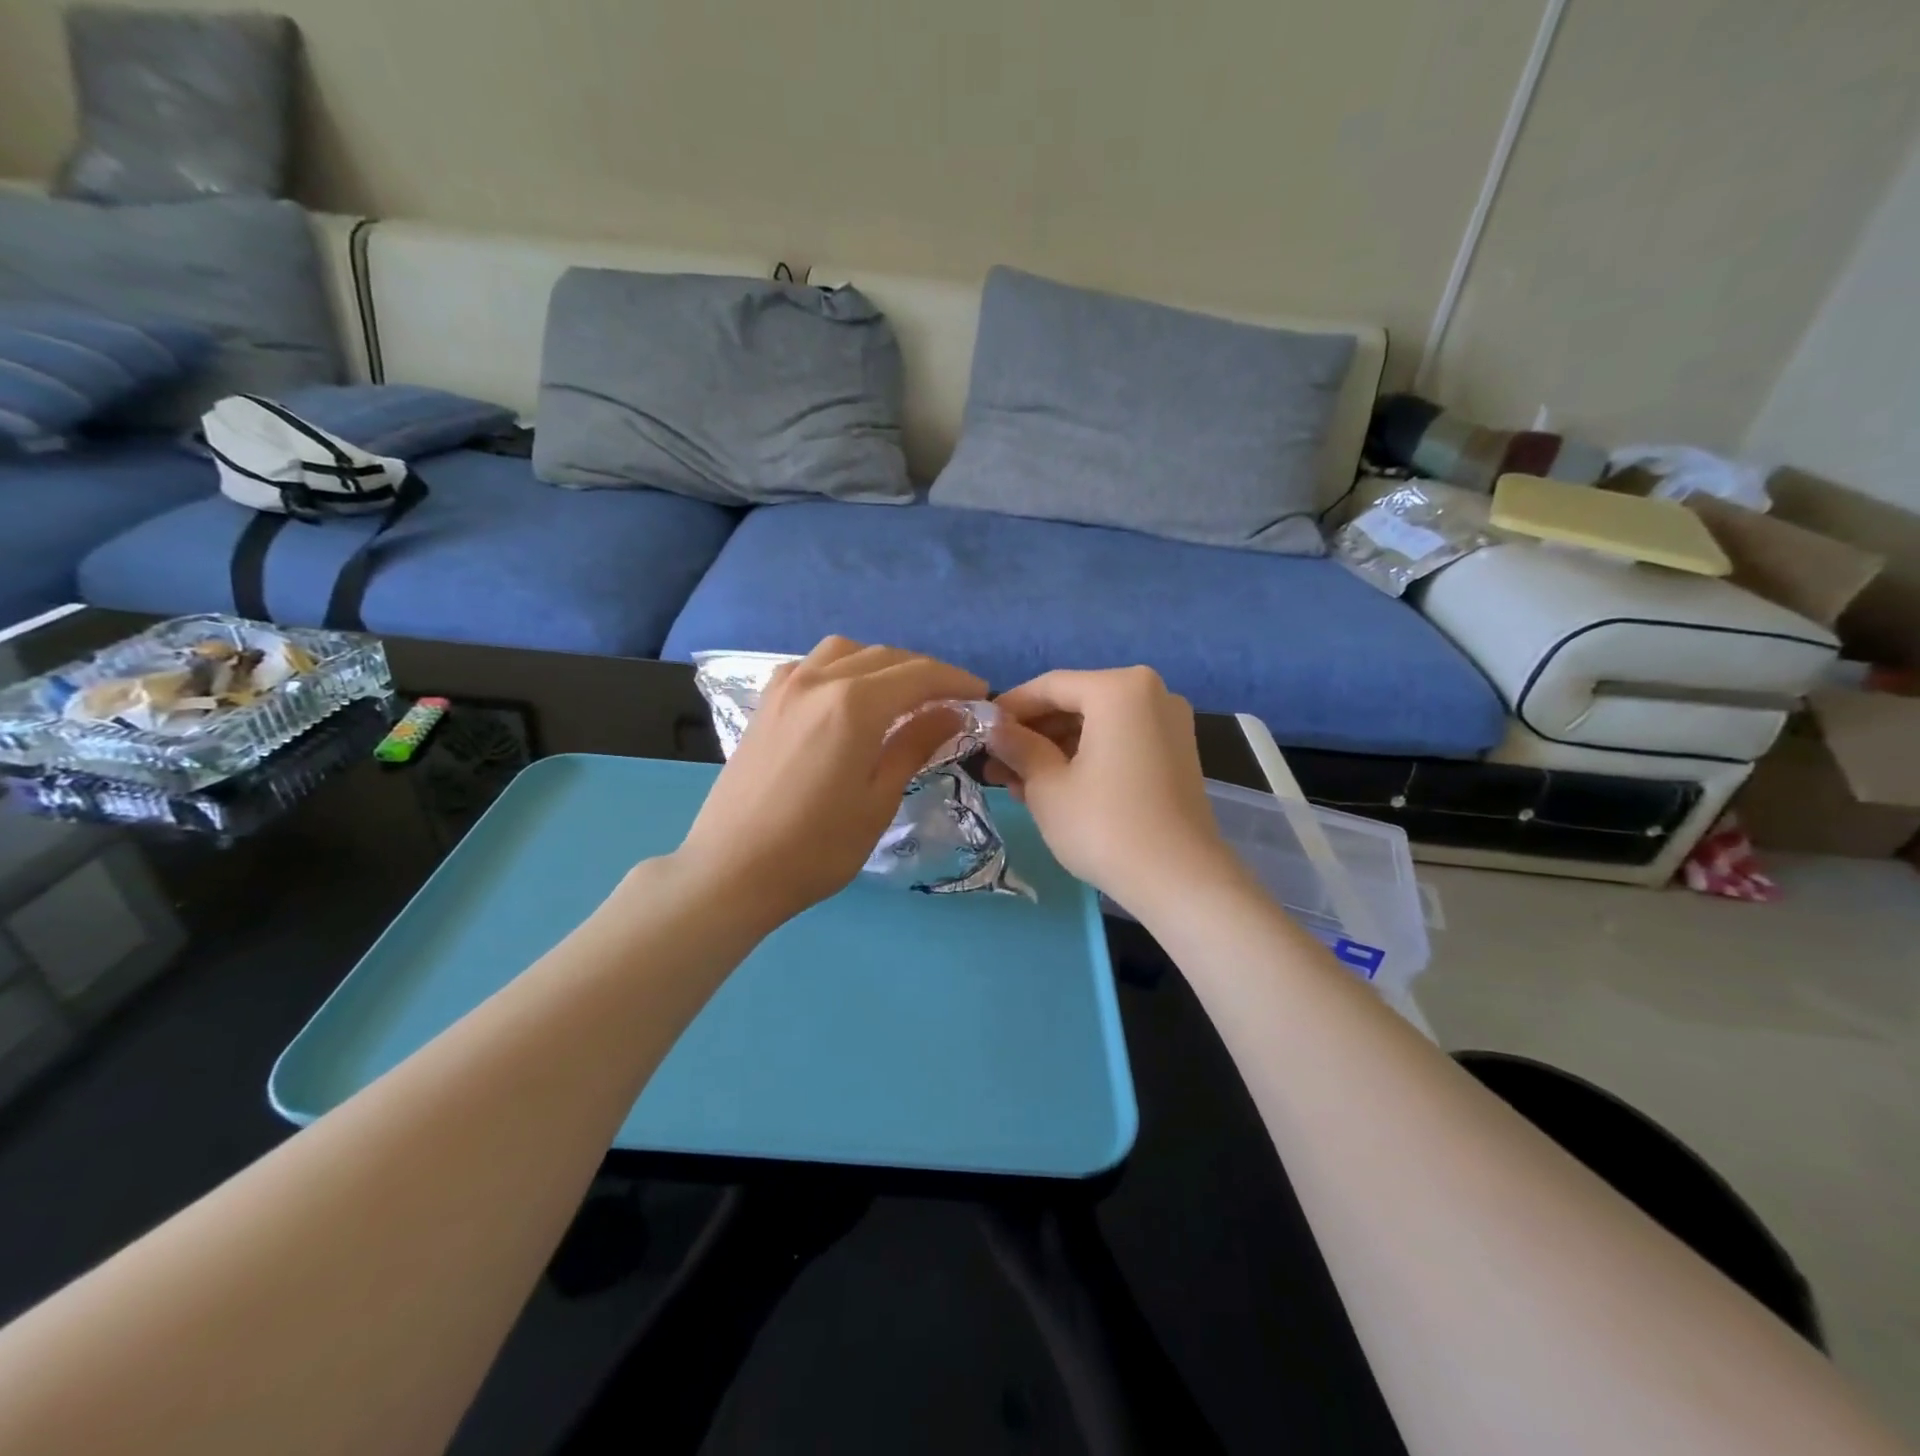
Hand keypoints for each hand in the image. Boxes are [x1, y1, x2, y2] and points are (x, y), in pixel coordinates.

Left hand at [674, 637, 985, 928]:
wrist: (731, 869)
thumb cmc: (816, 847)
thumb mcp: (878, 799)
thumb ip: (915, 745)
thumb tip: (952, 713)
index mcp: (853, 704)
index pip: (919, 674)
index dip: (955, 681)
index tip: (981, 694)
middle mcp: (819, 680)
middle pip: (885, 656)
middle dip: (925, 671)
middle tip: (951, 699)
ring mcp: (786, 686)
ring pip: (846, 650)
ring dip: (883, 663)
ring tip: (902, 694)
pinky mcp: (766, 702)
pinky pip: (813, 664)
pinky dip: (843, 668)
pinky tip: (849, 697)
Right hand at [987, 667, 1241, 915]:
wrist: (1179, 880)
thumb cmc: (1104, 825)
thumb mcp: (1047, 786)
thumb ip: (1018, 746)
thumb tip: (994, 728)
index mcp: (1119, 689)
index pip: (1050, 686)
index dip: (1009, 708)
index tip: (979, 731)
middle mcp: (1151, 693)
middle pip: (1075, 703)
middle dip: (1032, 733)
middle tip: (994, 763)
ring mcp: (1168, 723)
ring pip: (1096, 725)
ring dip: (1054, 748)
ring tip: (1015, 782)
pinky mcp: (1175, 753)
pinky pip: (1119, 741)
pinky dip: (1085, 757)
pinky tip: (1051, 786)